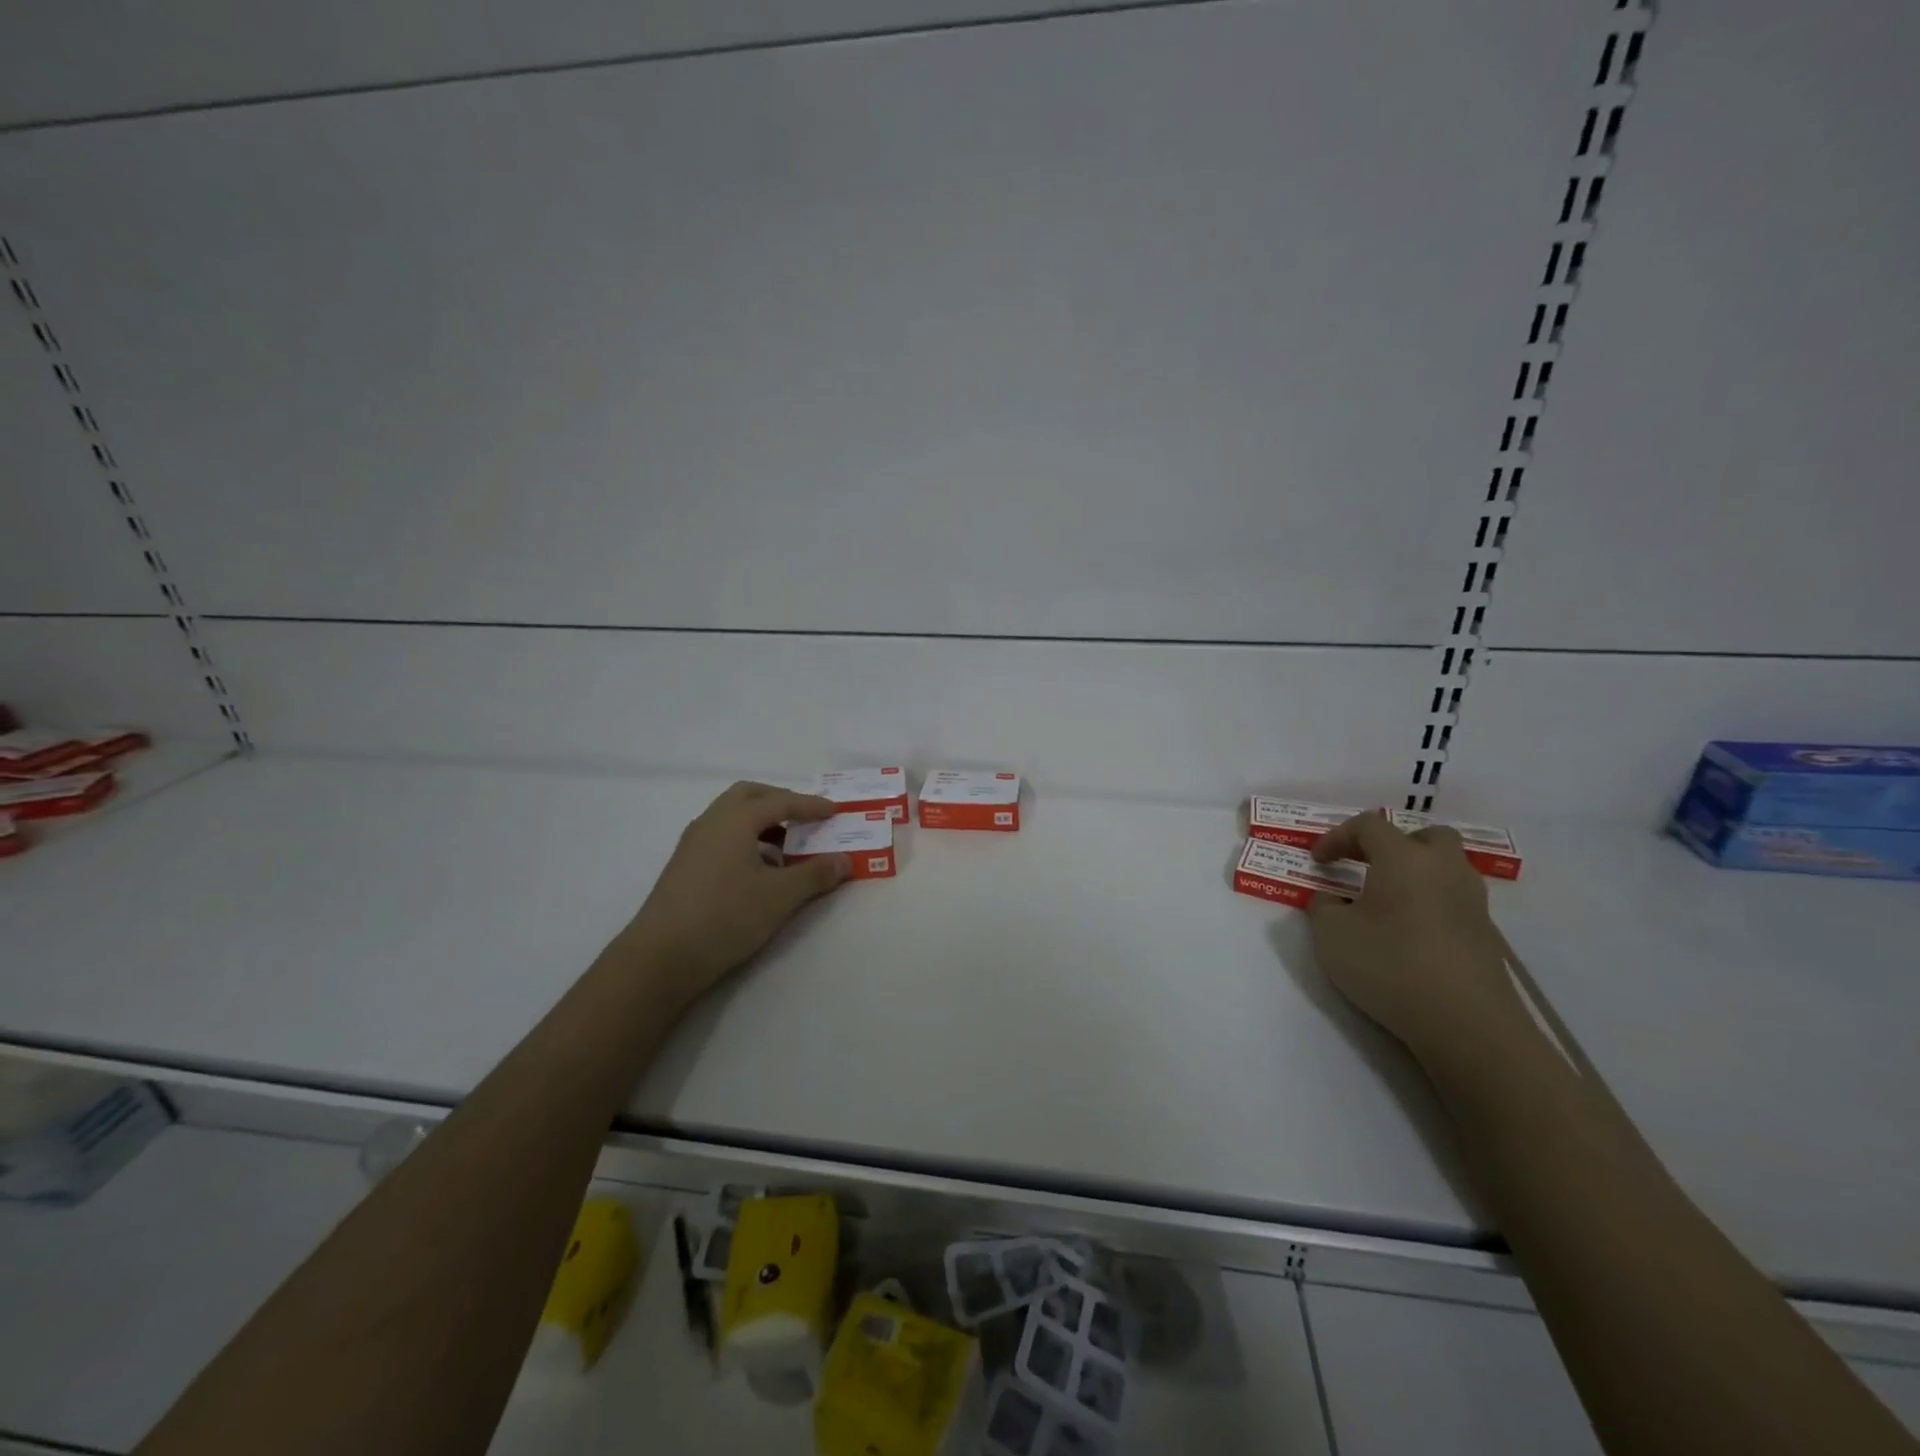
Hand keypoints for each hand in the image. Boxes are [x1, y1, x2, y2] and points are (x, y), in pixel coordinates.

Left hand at [621, 781, 850, 1002]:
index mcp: (735, 819)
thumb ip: (815, 875)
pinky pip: (722, 838)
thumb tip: (845, 861)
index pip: (780, 801)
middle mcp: (711, 822)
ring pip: (732, 818)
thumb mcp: (780, 897)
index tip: (834, 811)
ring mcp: (693, 844)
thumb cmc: (726, 916)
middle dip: (780, 801)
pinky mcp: (684, 867)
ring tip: (787, 847)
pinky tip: (759, 871)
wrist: (661, 957)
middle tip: (805, 817)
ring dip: (762, 823)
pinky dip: (746, 841)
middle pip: (749, 796)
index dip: (810, 805)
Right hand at [1306, 811, 1530, 1066]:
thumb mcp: (1332, 935)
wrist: (1466, 1024)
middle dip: (1394, 844)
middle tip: (1368, 866)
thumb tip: (1333, 900)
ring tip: (1387, 900)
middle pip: (1426, 836)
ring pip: (1446, 867)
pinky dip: (1430, 903)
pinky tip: (1410, 932)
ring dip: (1416, 873)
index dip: (1337, 837)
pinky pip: (1454, 900)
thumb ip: (1324, 908)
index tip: (1318, 861)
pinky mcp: (1486, 935)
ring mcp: (1472, 902)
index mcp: (1404, 858)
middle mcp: (1444, 869)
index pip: (1368, 826)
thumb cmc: (1391, 965)